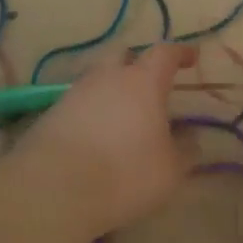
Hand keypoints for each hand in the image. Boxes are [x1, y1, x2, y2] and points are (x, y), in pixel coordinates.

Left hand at [18, 43, 198, 234]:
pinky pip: (79, 103)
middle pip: (123, 54)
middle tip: (150, 82)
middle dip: (138, 62)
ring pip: (98, 78)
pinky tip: (98, 134)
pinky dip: (92, 111)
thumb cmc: (125, 173)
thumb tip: (191, 138)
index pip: (164, 53)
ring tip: (124, 114)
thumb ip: (184, 151)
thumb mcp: (170, 170)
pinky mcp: (50, 115)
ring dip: (112, 88)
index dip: (179, 53)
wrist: (53, 190)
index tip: (191, 58)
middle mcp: (107, 78)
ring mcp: (74, 94)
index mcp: (142, 82)